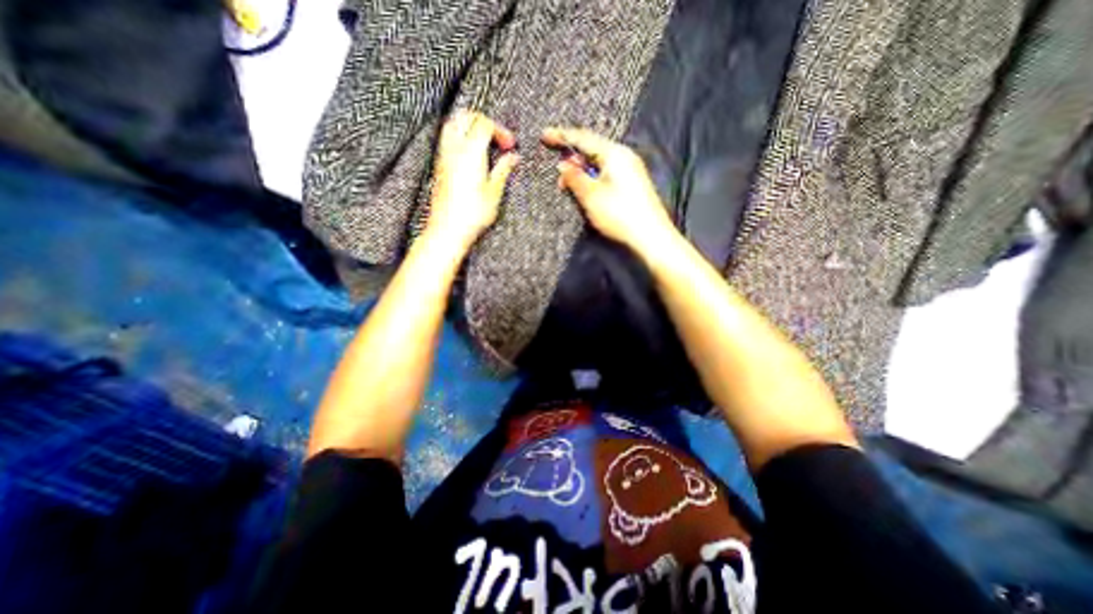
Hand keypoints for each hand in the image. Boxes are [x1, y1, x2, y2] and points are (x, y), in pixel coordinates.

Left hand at [428, 111, 518, 251]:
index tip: (510, 146)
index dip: (500, 131)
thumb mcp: (494, 192)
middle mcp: (453, 149)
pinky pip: (448, 140)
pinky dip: (461, 138)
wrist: (448, 229)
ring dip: (470, 127)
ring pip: (453, 125)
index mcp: (470, 152)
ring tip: (486, 145)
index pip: (484, 123)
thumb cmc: (472, 214)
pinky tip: (473, 156)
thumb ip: (503, 170)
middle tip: (497, 138)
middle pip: (465, 116)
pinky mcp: (439, 166)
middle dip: (483, 121)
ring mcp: (443, 156)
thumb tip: (513, 158)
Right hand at [543, 128, 680, 253]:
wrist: (651, 237)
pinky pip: (607, 174)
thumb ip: (574, 177)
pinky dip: (593, 179)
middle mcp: (624, 157)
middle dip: (572, 160)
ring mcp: (631, 170)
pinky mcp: (632, 184)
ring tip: (570, 188)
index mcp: (615, 153)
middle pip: (592, 150)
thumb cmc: (620, 214)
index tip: (544, 135)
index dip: (562, 136)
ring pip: (599, 164)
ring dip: (582, 173)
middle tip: (559, 179)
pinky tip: (587, 192)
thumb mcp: (591, 195)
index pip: (584, 138)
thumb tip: (563, 164)